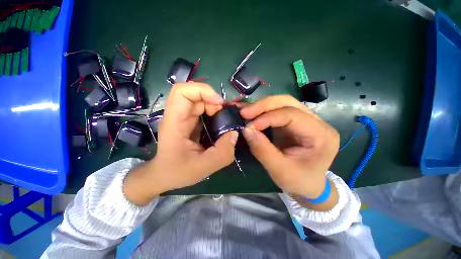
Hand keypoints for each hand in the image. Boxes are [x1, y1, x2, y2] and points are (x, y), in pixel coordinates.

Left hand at [124, 82, 238, 204]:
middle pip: (193, 92)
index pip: (181, 91)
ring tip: (223, 118)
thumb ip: (223, 153)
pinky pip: (201, 108)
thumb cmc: (178, 171)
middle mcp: (177, 115)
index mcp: (174, 123)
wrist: (164, 174)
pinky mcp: (189, 121)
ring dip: (214, 105)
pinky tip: (219, 121)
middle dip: (212, 99)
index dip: (202, 91)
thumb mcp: (204, 167)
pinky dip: (213, 110)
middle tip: (224, 114)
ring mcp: (183, 117)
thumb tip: (234, 133)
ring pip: (199, 99)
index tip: (219, 104)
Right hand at [240, 95, 339, 199]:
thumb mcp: (280, 170)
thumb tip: (246, 130)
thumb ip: (262, 150)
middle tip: (244, 112)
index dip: (267, 118)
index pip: (292, 116)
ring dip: (261, 106)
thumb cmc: (299, 181)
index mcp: (321, 134)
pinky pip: (276, 111)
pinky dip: (261, 111)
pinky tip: (251, 112)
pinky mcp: (293, 123)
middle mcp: (315, 122)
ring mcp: (304, 120)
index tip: (249, 126)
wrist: (308, 185)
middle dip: (263, 105)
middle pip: (288, 103)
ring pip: (281, 103)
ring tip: (245, 112)